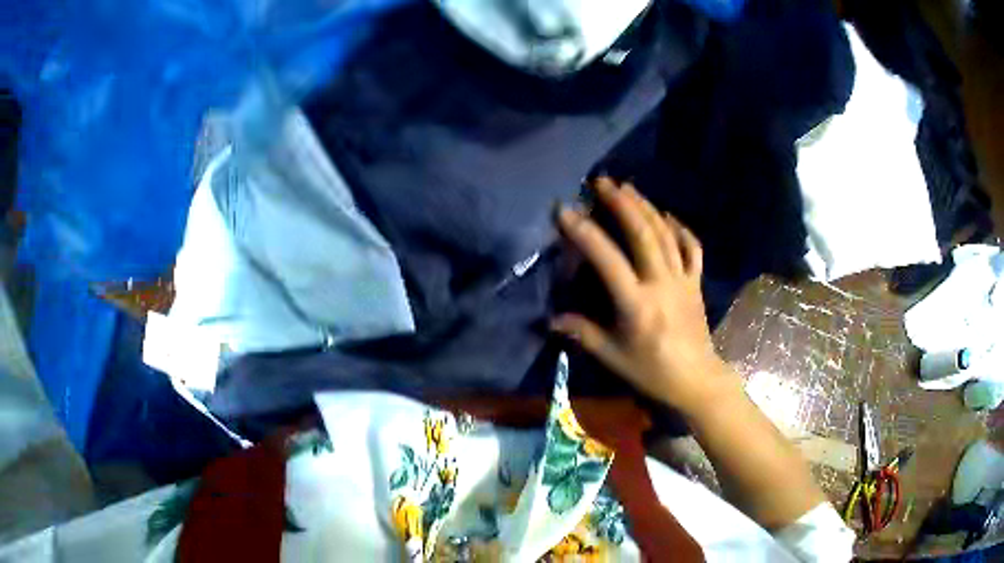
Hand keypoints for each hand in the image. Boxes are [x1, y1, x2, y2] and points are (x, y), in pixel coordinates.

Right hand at [551, 178, 736, 412]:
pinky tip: (667, 216)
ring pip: (665, 234)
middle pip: (642, 234)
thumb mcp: (612, 356)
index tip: (565, 210)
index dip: (585, 232)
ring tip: (628, 187)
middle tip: (602, 182)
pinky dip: (679, 228)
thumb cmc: (651, 371)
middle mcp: (661, 283)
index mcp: (636, 304)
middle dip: (621, 203)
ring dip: (646, 207)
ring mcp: (682, 280)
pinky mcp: (695, 282)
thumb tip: (552, 320)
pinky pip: (691, 248)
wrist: (695, 379)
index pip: (607, 259)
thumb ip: (583, 333)